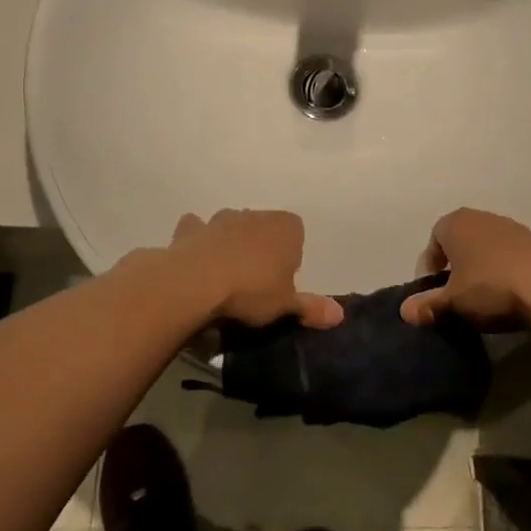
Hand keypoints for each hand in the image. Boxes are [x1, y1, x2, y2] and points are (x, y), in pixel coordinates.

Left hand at [168, 210, 343, 327]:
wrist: (196, 282)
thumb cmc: (251, 291)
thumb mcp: (286, 306)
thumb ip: (311, 307)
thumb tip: (340, 315)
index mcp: (286, 228)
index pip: (297, 234)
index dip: (291, 257)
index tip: (282, 282)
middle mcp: (255, 215)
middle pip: (264, 228)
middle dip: (261, 247)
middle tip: (255, 282)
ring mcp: (221, 219)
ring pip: (232, 225)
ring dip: (231, 242)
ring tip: (226, 274)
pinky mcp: (191, 230)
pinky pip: (196, 230)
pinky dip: (196, 240)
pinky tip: (195, 258)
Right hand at [401, 207, 530, 327]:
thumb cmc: (489, 287)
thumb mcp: (453, 301)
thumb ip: (428, 304)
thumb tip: (405, 312)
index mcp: (455, 223)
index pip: (434, 239)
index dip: (431, 265)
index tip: (434, 290)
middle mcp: (482, 217)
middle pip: (461, 239)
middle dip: (456, 264)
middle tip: (456, 293)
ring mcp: (511, 227)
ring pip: (486, 246)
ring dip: (482, 266)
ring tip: (484, 295)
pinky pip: (510, 254)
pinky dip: (504, 269)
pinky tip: (509, 293)